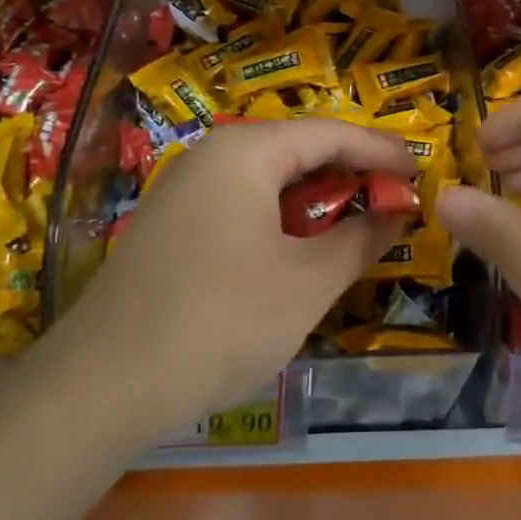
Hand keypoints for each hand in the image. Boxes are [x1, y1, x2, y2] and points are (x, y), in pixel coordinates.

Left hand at [63, 119, 413, 434]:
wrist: (100, 386)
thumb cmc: (220, 321)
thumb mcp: (307, 282)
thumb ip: (360, 239)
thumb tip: (397, 211)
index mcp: (246, 151)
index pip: (330, 133)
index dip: (380, 149)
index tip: (420, 169)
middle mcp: (211, 155)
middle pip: (297, 149)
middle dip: (349, 172)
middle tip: (394, 197)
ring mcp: (183, 189)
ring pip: (267, 179)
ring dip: (316, 198)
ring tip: (356, 222)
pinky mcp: (169, 225)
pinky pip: (240, 203)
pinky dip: (281, 218)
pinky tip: (298, 249)